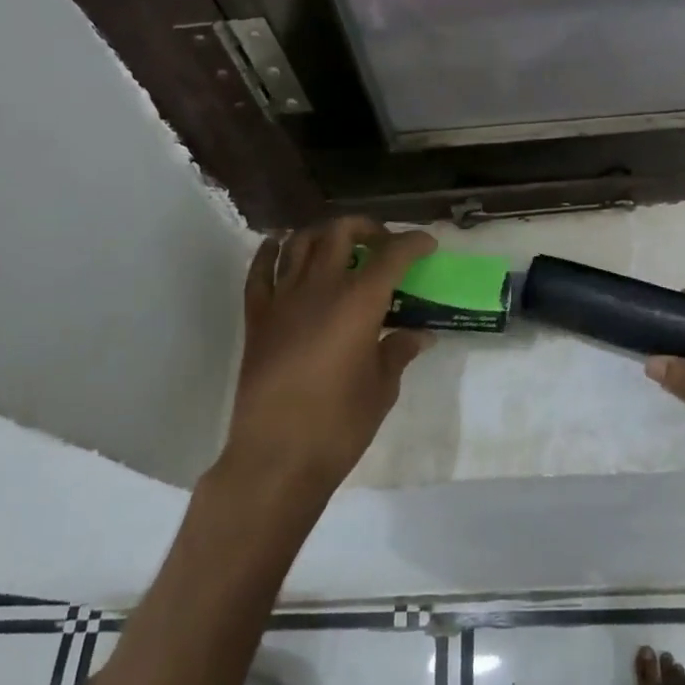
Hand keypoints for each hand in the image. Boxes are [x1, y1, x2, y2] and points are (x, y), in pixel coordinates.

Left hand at [216, 217, 436, 502]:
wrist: (276, 456)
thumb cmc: (339, 424)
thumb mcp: (382, 388)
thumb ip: (398, 351)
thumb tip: (419, 335)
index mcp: (359, 303)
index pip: (392, 255)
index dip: (413, 243)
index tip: (427, 244)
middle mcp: (320, 288)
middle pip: (341, 233)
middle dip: (367, 228)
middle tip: (382, 243)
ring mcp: (283, 299)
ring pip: (300, 242)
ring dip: (323, 233)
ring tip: (339, 244)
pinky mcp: (257, 317)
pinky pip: (260, 271)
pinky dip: (271, 251)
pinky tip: (280, 246)